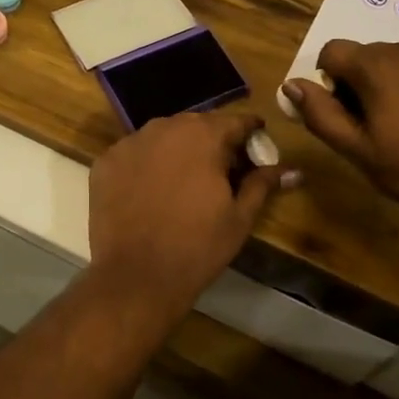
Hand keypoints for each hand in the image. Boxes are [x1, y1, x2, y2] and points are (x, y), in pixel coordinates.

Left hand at [88, 111, 298, 313]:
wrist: (137, 276)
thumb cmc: (198, 247)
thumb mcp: (239, 217)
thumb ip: (263, 184)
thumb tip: (294, 170)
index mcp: (203, 136)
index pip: (235, 122)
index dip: (250, 133)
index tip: (257, 146)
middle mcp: (164, 128)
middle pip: (196, 126)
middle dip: (213, 142)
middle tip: (223, 169)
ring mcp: (129, 143)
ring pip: (162, 137)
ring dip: (178, 150)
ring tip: (186, 180)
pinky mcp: (104, 163)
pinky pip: (134, 154)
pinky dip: (146, 164)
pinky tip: (152, 190)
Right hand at [282, 38, 398, 232]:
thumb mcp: (359, 151)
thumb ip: (321, 114)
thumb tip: (291, 85)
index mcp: (377, 66)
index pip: (332, 52)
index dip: (328, 83)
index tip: (345, 116)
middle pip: (364, 57)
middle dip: (359, 86)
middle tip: (376, 131)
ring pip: (396, 63)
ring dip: (389, 87)